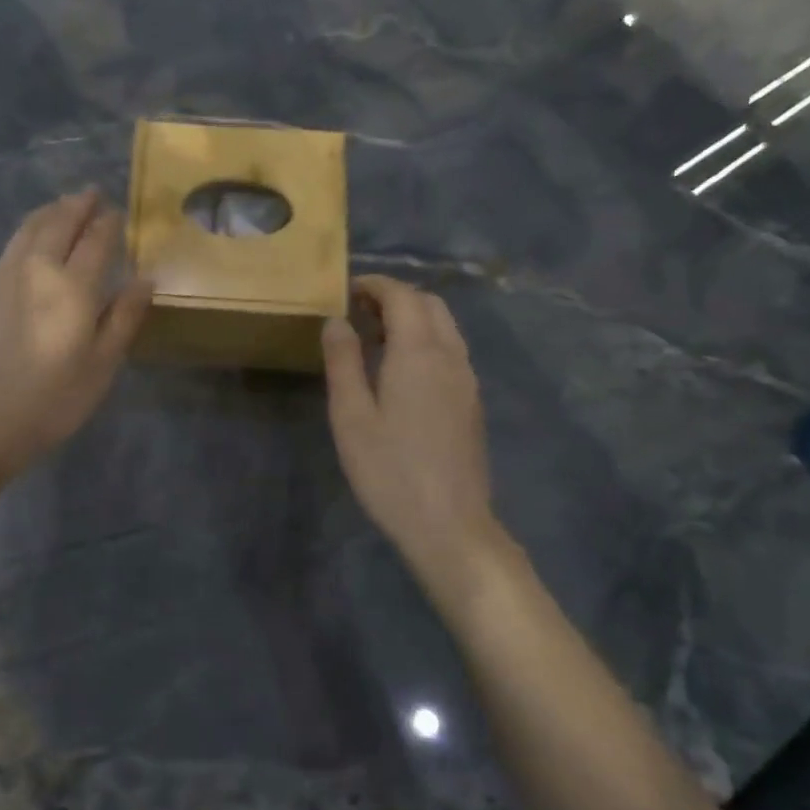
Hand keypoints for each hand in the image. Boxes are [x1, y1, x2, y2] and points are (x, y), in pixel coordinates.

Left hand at [0, 191, 151, 481]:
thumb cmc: (50, 403)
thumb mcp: (101, 368)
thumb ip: (124, 318)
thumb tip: (145, 278)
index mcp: (73, 287)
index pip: (96, 240)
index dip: (109, 223)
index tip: (117, 211)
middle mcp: (36, 269)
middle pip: (59, 223)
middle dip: (78, 205)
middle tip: (92, 193)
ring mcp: (2, 276)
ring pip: (29, 229)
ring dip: (50, 212)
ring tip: (63, 204)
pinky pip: (10, 246)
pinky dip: (28, 231)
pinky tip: (32, 239)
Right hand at [323, 275, 520, 612]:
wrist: (450, 525)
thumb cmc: (390, 470)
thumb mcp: (351, 416)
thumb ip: (343, 361)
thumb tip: (336, 320)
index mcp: (419, 353)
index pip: (402, 296)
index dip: (375, 285)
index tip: (346, 290)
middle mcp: (450, 356)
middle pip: (430, 304)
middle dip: (395, 296)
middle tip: (358, 312)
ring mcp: (467, 379)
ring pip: (445, 326)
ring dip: (413, 317)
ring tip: (376, 337)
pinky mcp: (472, 401)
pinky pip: (451, 350)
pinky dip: (426, 339)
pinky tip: (401, 369)